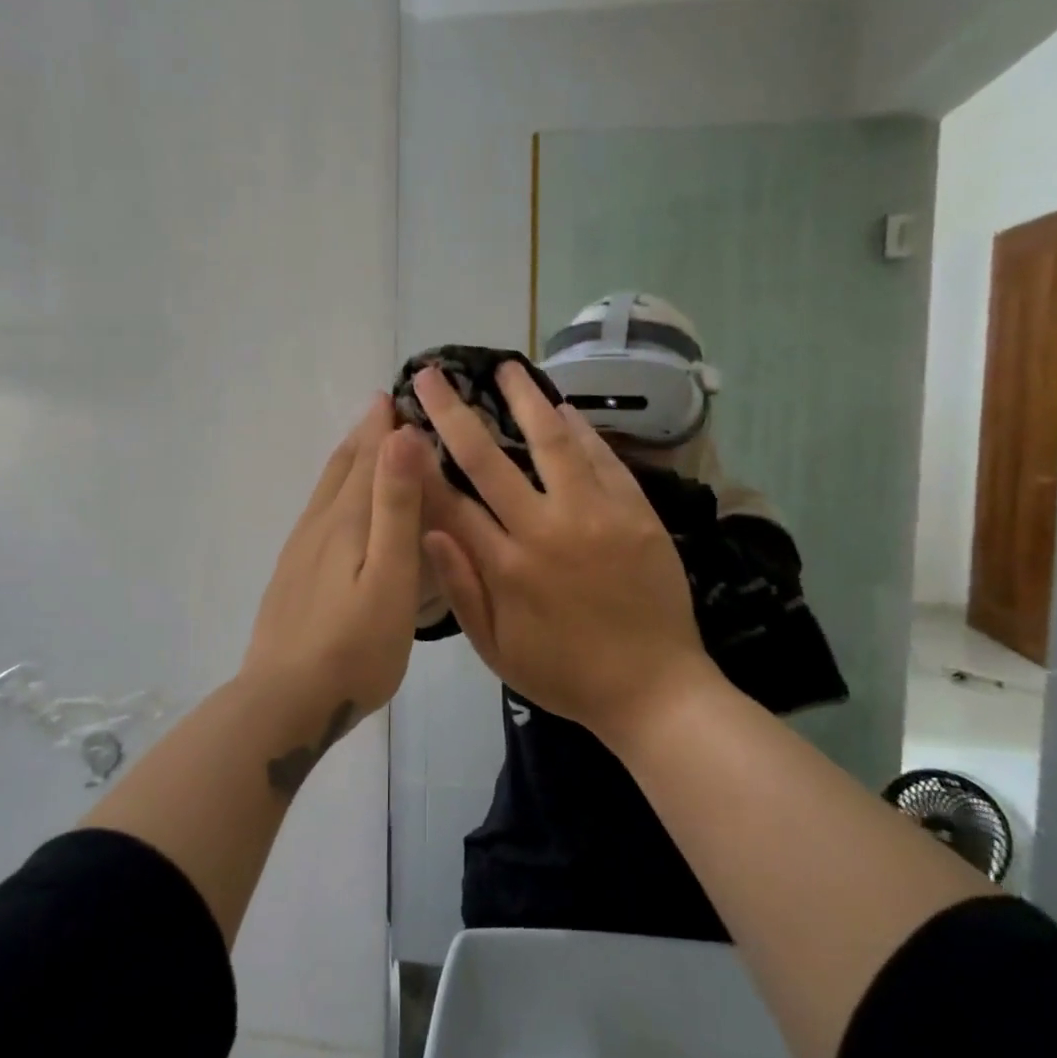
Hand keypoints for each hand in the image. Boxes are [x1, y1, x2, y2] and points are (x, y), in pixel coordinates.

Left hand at [240, 398, 428, 721]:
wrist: (285, 702)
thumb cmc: (354, 645)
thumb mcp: (390, 575)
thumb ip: (395, 506)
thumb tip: (401, 435)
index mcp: (346, 521)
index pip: (368, 458)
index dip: (383, 426)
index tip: (397, 392)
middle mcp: (318, 526)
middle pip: (341, 468)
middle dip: (363, 435)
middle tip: (382, 407)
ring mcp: (299, 553)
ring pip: (325, 492)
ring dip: (346, 461)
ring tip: (362, 445)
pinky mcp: (291, 577)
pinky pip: (317, 517)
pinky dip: (334, 494)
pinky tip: (336, 511)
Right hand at [413, 363, 717, 743]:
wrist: (655, 690)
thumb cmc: (566, 675)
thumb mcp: (498, 650)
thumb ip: (461, 589)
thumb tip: (426, 530)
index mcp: (506, 567)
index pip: (450, 501)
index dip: (421, 461)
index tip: (401, 426)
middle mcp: (545, 530)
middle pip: (489, 459)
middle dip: (453, 413)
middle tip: (431, 376)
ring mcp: (595, 515)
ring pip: (553, 443)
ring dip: (525, 400)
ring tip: (506, 368)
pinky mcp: (636, 512)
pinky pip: (604, 459)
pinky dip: (581, 430)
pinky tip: (563, 407)